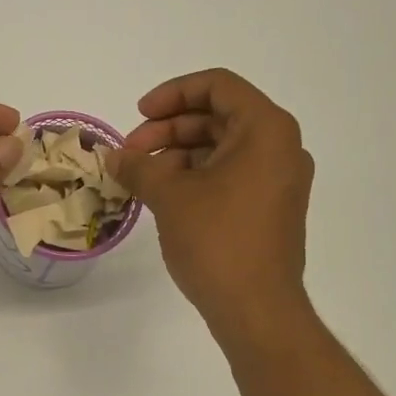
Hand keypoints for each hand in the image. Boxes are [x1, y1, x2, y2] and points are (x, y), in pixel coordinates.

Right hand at [107, 70, 313, 339]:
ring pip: (224, 148)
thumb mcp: (170, 197)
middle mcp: (281, 147)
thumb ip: (139, 167)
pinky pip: (232, 176)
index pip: (218, 86)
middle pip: (219, 116)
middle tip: (131, 153)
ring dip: (179, 155)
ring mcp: (280, 180)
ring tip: (142, 179)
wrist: (257, 310)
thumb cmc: (217, 242)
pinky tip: (165, 196)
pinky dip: (198, 177)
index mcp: (266, 129)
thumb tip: (114, 157)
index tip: (138, 115)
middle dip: (170, 129)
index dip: (172, 94)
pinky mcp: (272, 209)